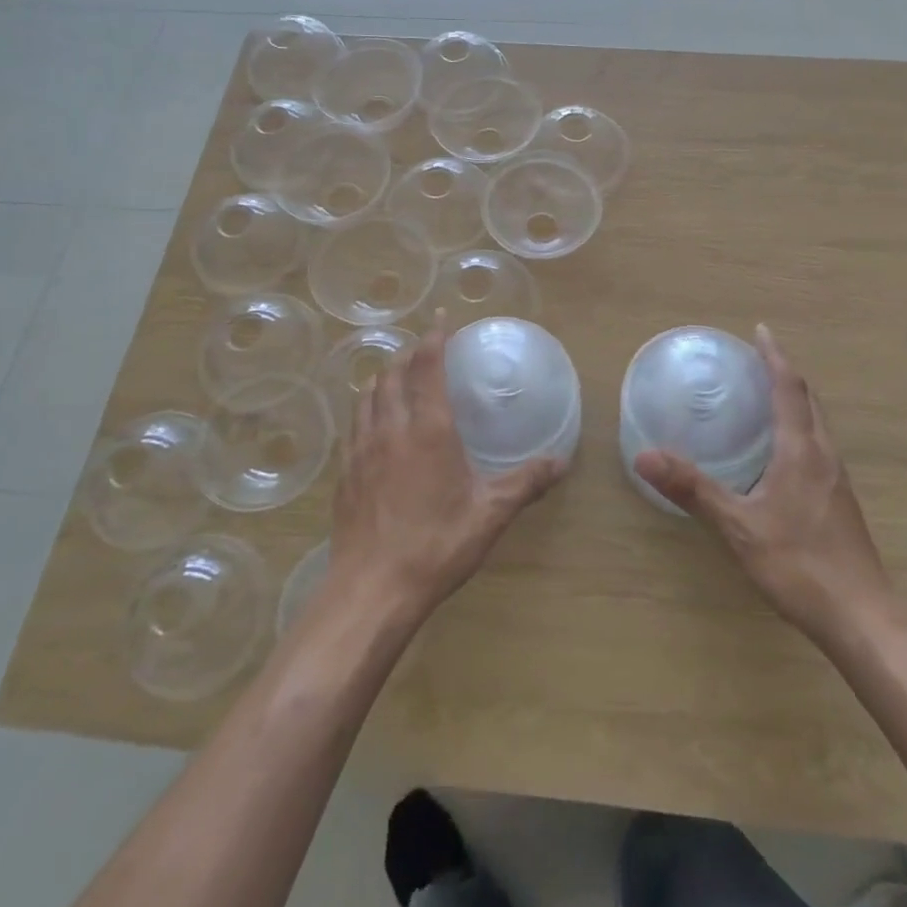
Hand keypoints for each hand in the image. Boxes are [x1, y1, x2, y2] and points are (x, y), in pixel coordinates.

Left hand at [328, 314, 566, 625]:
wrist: (372, 589)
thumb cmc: (436, 545)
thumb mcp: (490, 514)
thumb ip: (525, 482)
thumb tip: (561, 462)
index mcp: (428, 429)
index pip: (427, 367)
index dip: (434, 338)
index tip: (441, 318)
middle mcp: (391, 428)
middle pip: (393, 374)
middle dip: (408, 354)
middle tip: (424, 349)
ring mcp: (361, 449)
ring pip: (367, 395)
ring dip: (383, 377)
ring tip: (396, 376)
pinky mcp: (345, 472)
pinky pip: (354, 424)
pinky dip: (365, 407)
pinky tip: (373, 423)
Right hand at [633, 325, 897, 646]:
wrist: (865, 621)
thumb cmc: (801, 566)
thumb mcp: (739, 526)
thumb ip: (693, 489)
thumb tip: (644, 455)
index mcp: (802, 451)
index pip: (790, 389)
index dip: (775, 357)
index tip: (760, 331)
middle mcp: (825, 457)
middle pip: (808, 401)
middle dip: (784, 374)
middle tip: (755, 360)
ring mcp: (837, 481)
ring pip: (816, 425)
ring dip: (793, 401)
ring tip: (763, 396)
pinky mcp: (839, 503)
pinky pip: (817, 447)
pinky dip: (797, 429)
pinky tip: (778, 454)